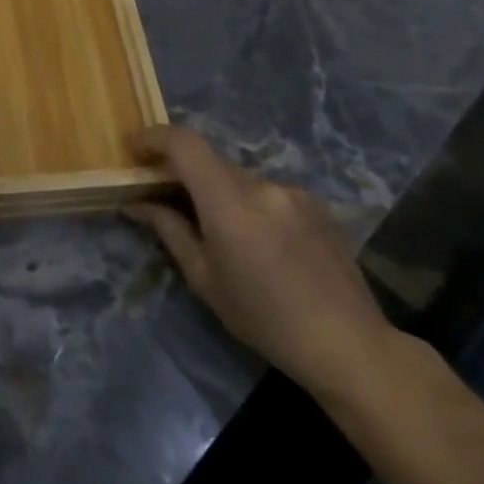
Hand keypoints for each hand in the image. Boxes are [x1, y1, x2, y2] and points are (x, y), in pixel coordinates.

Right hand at [123, 124, 397, 398]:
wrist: (350, 345)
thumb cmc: (265, 319)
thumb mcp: (204, 279)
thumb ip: (169, 230)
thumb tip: (136, 203)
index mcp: (231, 205)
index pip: (185, 144)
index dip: (153, 137)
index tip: (133, 150)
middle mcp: (263, 187)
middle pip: (208, 160)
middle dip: (180, 171)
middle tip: (162, 195)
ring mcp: (293, 193)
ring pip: (237, 176)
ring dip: (216, 189)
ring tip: (214, 228)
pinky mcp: (314, 204)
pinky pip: (265, 190)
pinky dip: (246, 202)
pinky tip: (255, 239)